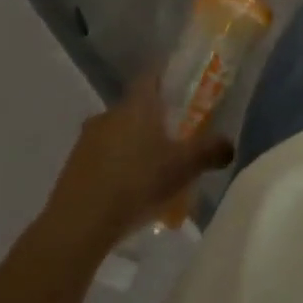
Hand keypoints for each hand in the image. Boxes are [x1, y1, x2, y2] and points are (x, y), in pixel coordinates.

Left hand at [44, 71, 234, 247]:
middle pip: (135, 107)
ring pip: (116, 133)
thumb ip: (210, 152)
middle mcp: (110, 113)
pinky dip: (113, 168)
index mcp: (137, 104)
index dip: (166, 79)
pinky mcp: (72, 167)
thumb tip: (231, 145)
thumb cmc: (136, 183)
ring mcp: (87, 140)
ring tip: (149, 172)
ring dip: (131, 146)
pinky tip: (125, 193)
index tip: (180, 90)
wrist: (78, 226)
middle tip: (172, 140)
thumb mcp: (183, 168)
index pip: (151, 75)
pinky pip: (100, 158)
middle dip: (152, 120)